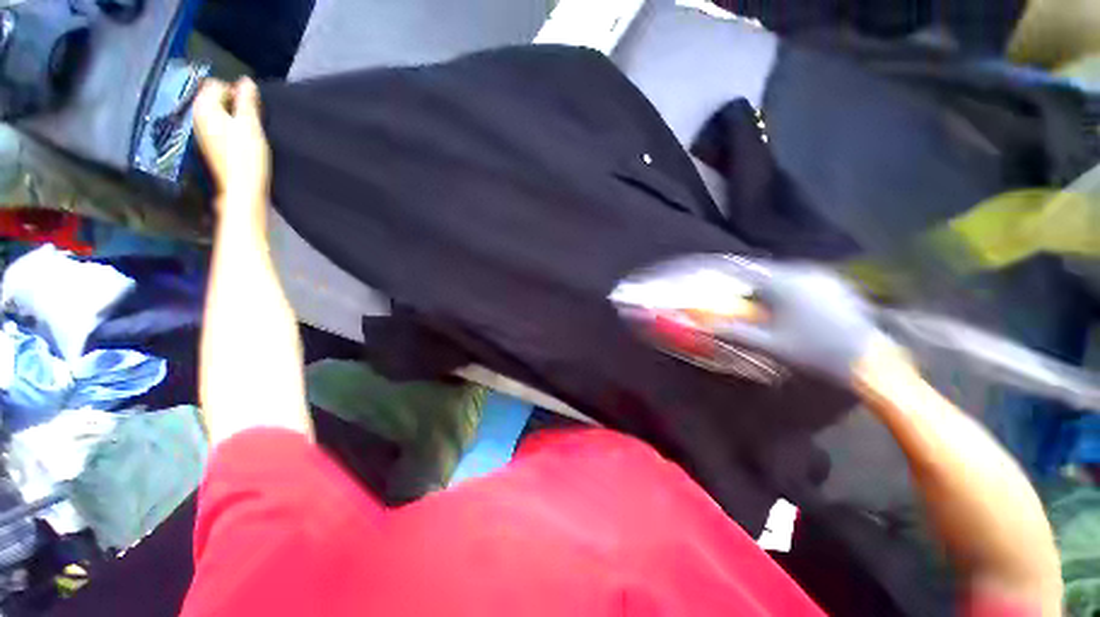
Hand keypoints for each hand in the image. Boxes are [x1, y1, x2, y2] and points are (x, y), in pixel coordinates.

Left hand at [193, 77, 269, 218]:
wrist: (241, 187)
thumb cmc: (246, 155)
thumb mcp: (250, 125)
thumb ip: (247, 100)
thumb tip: (246, 80)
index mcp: (205, 108)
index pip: (215, 84)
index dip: (235, 89)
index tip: (251, 103)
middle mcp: (198, 115)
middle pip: (214, 97)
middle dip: (232, 100)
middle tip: (252, 114)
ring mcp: (202, 130)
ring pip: (217, 110)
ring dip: (232, 113)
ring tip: (249, 126)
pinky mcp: (210, 142)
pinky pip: (218, 123)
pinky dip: (230, 124)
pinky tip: (242, 136)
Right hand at [710, 257, 887, 383]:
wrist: (871, 361)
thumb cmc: (815, 352)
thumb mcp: (770, 346)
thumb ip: (737, 334)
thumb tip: (710, 327)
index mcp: (784, 284)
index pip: (746, 271)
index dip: (727, 274)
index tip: (715, 278)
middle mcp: (804, 273)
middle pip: (765, 272)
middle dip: (748, 282)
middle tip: (738, 296)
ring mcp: (823, 277)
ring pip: (784, 275)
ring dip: (769, 286)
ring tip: (763, 302)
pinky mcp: (836, 285)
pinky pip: (802, 280)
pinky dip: (788, 288)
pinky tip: (790, 305)